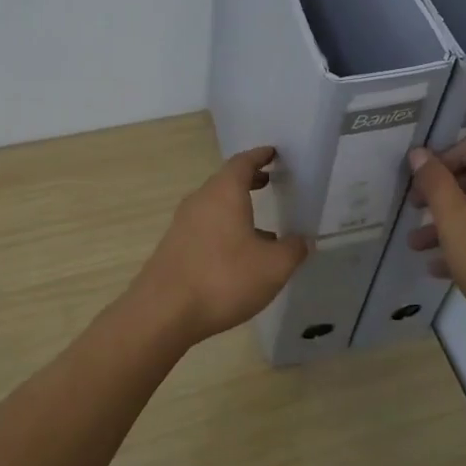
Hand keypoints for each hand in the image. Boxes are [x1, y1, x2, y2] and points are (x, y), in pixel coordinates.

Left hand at [133, 147, 309, 345]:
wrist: (163, 312)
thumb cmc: (224, 279)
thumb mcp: (273, 267)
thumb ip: (293, 250)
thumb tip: (302, 240)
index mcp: (224, 193)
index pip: (242, 162)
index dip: (260, 156)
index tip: (273, 153)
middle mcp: (200, 201)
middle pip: (225, 182)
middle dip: (248, 180)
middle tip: (269, 181)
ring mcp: (182, 224)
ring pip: (214, 206)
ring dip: (237, 208)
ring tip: (262, 226)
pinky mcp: (174, 247)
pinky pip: (204, 227)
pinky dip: (224, 229)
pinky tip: (238, 255)